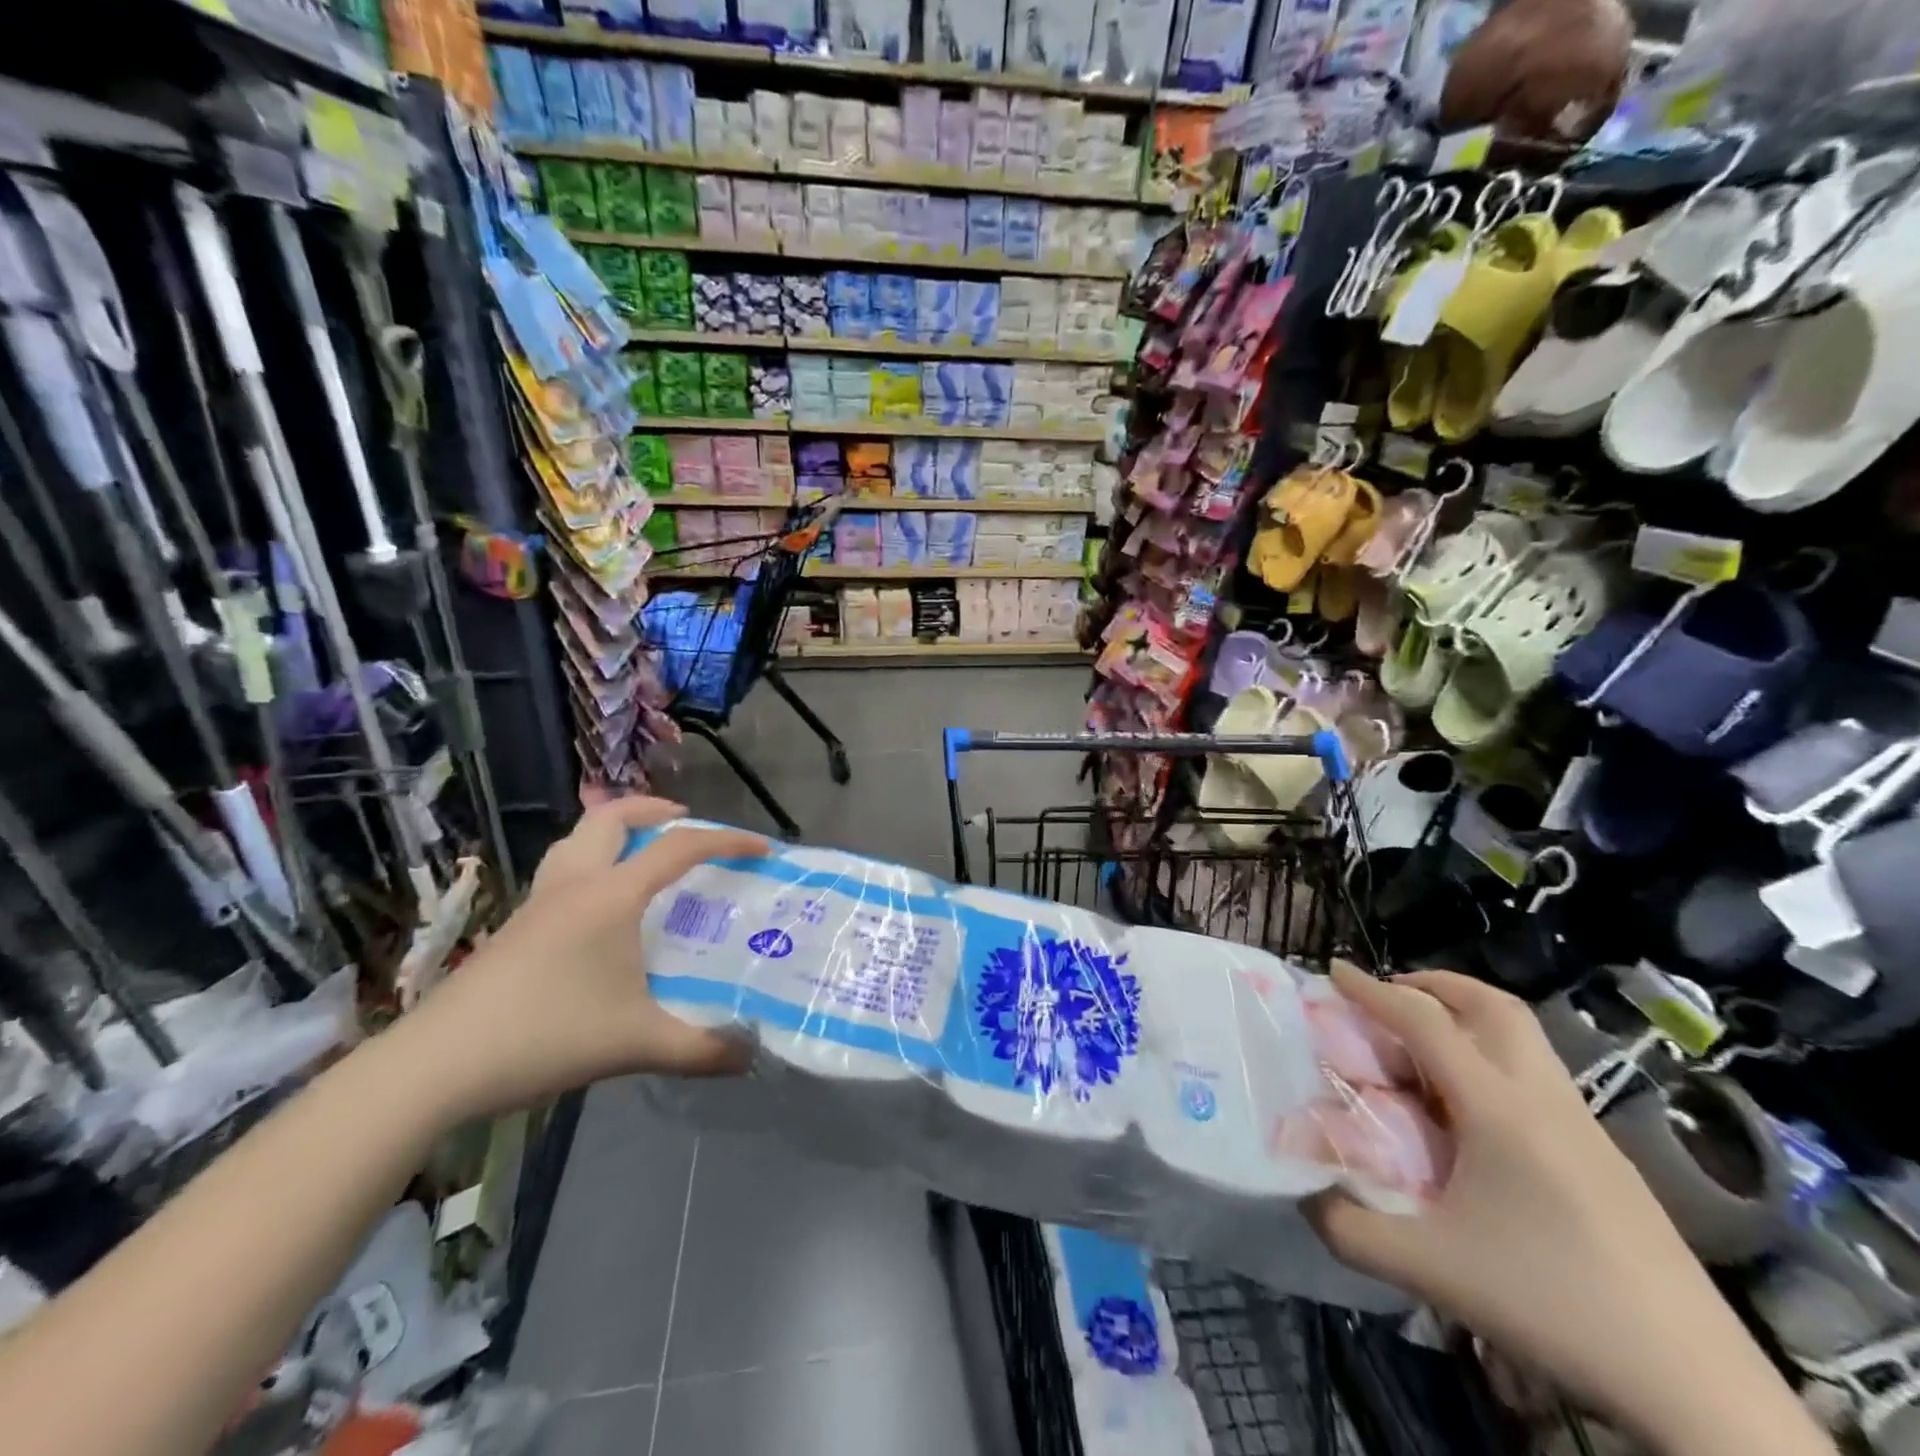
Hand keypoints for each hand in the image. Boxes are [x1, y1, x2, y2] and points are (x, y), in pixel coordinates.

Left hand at [402, 797, 767, 1120]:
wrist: (434, 1066)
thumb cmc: (545, 1036)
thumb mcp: (636, 1045)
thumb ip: (700, 1049)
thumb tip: (750, 1055)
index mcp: (610, 896)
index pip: (679, 848)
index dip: (727, 841)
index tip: (762, 848)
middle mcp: (574, 884)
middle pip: (612, 816)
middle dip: (654, 809)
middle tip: (686, 824)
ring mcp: (537, 902)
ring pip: (577, 838)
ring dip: (615, 830)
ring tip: (642, 853)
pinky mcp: (514, 927)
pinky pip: (561, 869)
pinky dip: (591, 863)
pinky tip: (599, 909)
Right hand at [1305, 967, 1808, 1450]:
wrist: (1699, 1387)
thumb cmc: (1553, 1303)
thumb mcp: (1429, 1268)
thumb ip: (1347, 1226)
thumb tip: (1302, 1192)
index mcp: (1498, 1108)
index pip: (1425, 1022)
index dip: (1373, 990)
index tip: (1335, 971)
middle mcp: (1543, 1099)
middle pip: (1493, 1006)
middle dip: (1435, 985)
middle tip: (1391, 997)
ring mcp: (1584, 1126)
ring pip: (1524, 1038)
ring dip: (1468, 1021)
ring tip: (1424, 1052)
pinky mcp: (1607, 1158)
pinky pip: (1538, 1076)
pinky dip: (1492, 1062)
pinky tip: (1472, 1116)